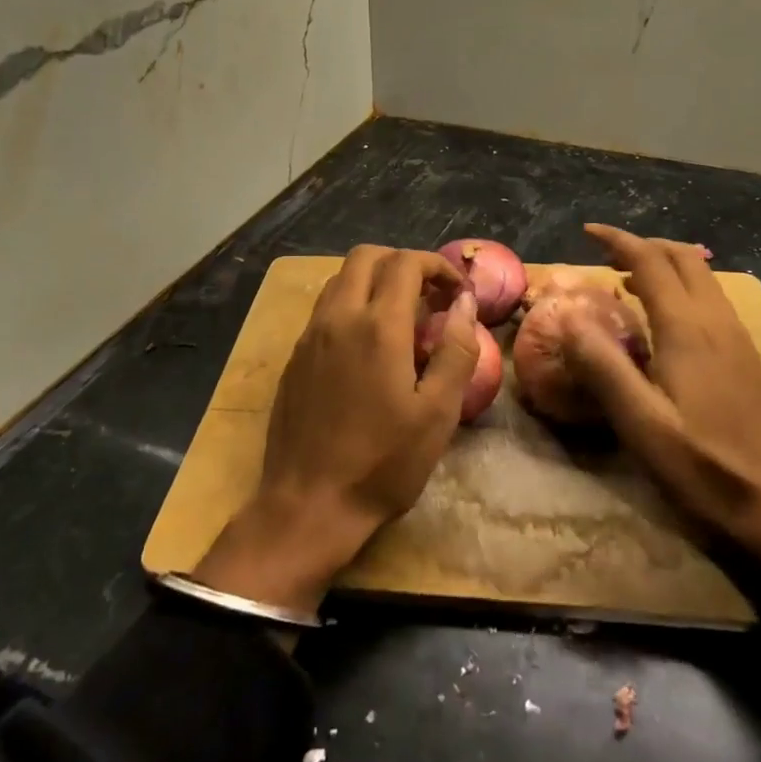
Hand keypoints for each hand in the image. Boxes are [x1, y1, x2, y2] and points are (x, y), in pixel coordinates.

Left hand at [193, 246, 478, 613]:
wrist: (308, 505)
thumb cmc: (382, 463)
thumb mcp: (437, 413)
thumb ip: (456, 350)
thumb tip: (465, 303)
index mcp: (378, 327)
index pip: (406, 264)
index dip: (437, 266)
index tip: (457, 293)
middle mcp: (338, 318)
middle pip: (366, 256)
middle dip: (403, 262)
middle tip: (429, 295)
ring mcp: (310, 335)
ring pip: (340, 278)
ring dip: (374, 280)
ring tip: (402, 316)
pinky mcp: (294, 356)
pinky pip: (325, 308)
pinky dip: (352, 303)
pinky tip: (368, 344)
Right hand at [561, 224, 760, 622]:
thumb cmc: (702, 466)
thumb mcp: (639, 423)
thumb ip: (602, 365)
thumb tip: (567, 314)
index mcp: (687, 328)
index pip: (650, 261)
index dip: (617, 240)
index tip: (587, 232)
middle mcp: (716, 320)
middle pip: (682, 257)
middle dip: (642, 245)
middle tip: (605, 257)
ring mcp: (738, 336)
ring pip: (701, 276)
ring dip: (664, 264)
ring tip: (628, 281)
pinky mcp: (747, 355)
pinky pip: (711, 298)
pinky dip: (682, 286)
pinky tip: (665, 319)